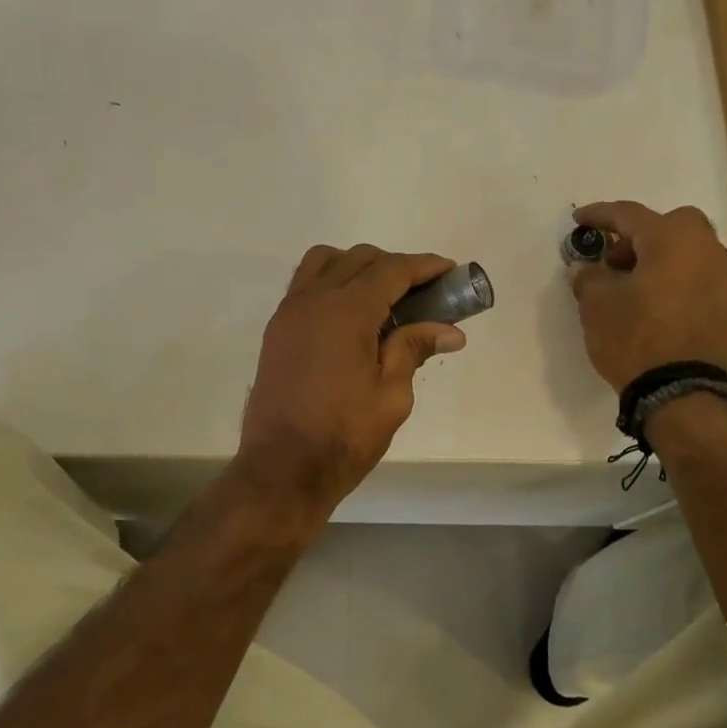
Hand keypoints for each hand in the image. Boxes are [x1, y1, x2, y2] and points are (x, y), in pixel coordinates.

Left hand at [238, 245, 468, 516]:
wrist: (282, 469)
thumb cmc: (344, 436)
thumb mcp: (391, 396)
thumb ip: (413, 349)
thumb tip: (450, 330)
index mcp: (346, 311)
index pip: (391, 270)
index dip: (423, 266)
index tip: (449, 270)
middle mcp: (313, 299)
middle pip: (358, 259)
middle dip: (394, 266)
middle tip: (423, 292)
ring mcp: (289, 313)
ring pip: (324, 263)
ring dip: (356, 267)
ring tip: (382, 298)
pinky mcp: (276, 330)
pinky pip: (305, 285)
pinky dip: (331, 283)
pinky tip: (350, 316)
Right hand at [568, 201, 726, 390]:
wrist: (681, 391)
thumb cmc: (634, 337)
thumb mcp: (596, 305)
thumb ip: (589, 277)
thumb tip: (588, 268)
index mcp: (672, 240)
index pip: (629, 215)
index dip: (599, 215)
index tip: (579, 219)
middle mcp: (706, 251)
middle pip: (672, 226)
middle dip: (642, 236)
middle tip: (616, 261)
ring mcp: (725, 280)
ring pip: (691, 253)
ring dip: (663, 261)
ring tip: (636, 289)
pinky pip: (700, 282)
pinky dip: (678, 285)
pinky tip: (659, 310)